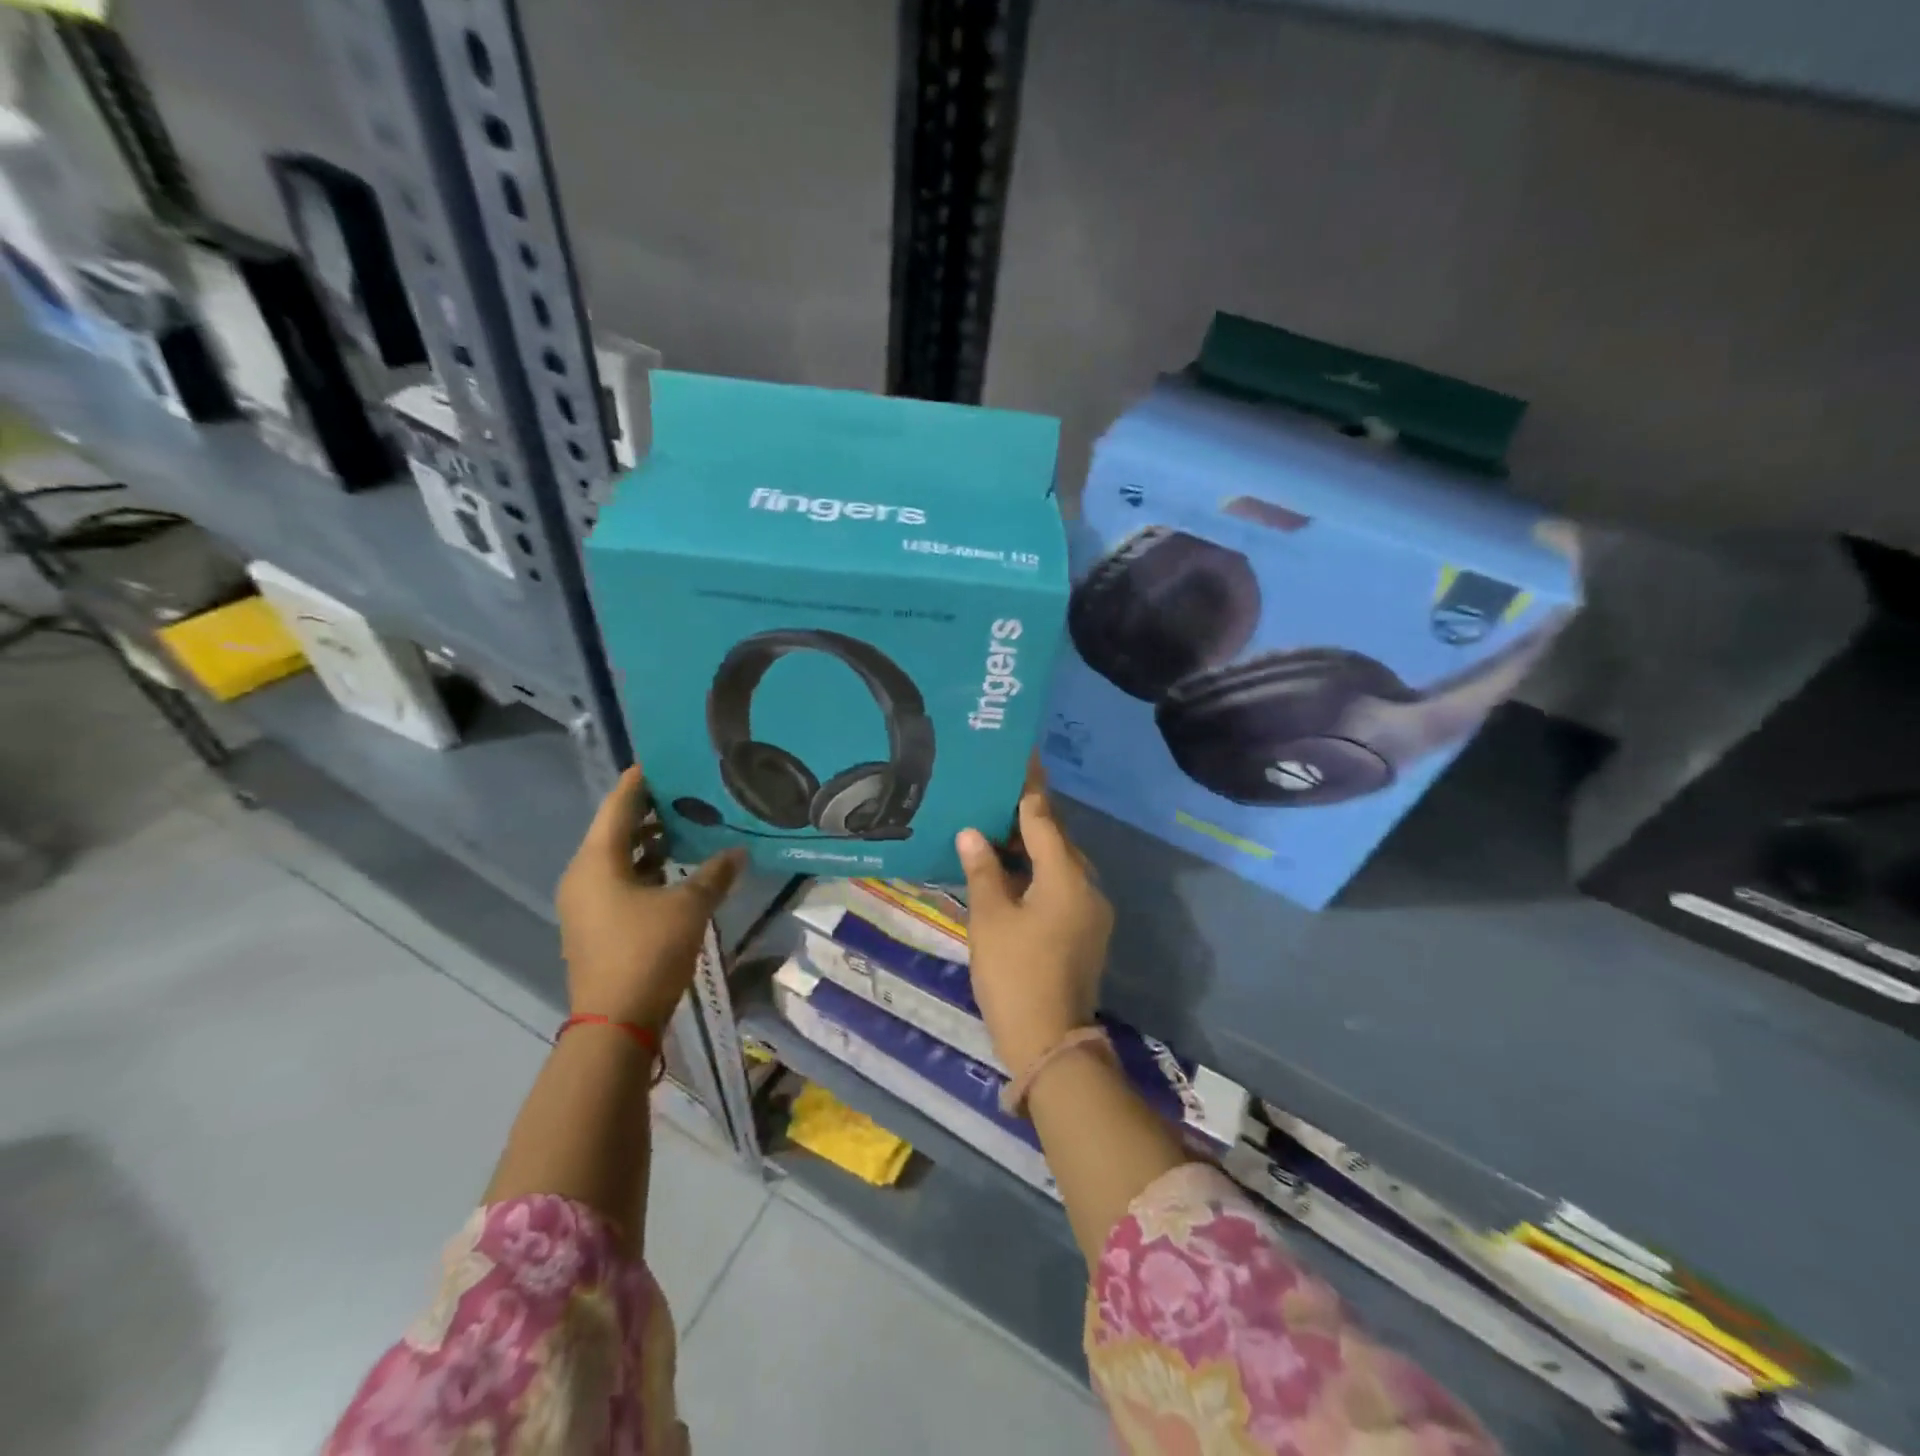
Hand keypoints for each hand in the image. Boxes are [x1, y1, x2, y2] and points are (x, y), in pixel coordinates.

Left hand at [556, 767, 744, 1029]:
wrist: (614, 1024)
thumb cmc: (647, 953)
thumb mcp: (689, 907)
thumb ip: (714, 874)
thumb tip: (738, 850)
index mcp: (597, 860)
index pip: (619, 804)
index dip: (641, 779)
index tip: (666, 758)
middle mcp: (583, 874)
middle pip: (616, 828)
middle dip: (651, 809)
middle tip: (689, 789)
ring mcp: (586, 902)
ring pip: (619, 857)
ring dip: (651, 841)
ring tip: (690, 825)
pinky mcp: (596, 924)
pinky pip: (620, 880)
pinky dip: (646, 868)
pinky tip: (677, 868)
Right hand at [956, 761, 1113, 1078]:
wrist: (1049, 1041)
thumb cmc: (1015, 973)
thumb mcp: (990, 918)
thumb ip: (982, 870)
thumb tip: (971, 832)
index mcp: (1066, 874)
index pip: (1043, 816)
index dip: (1028, 787)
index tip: (1021, 757)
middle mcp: (1087, 884)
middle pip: (1056, 838)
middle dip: (1027, 816)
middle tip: (994, 794)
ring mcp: (1091, 909)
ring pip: (1059, 863)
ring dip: (1031, 847)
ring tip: (995, 828)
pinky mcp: (1087, 930)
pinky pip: (1062, 886)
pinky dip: (1038, 873)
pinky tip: (1010, 872)